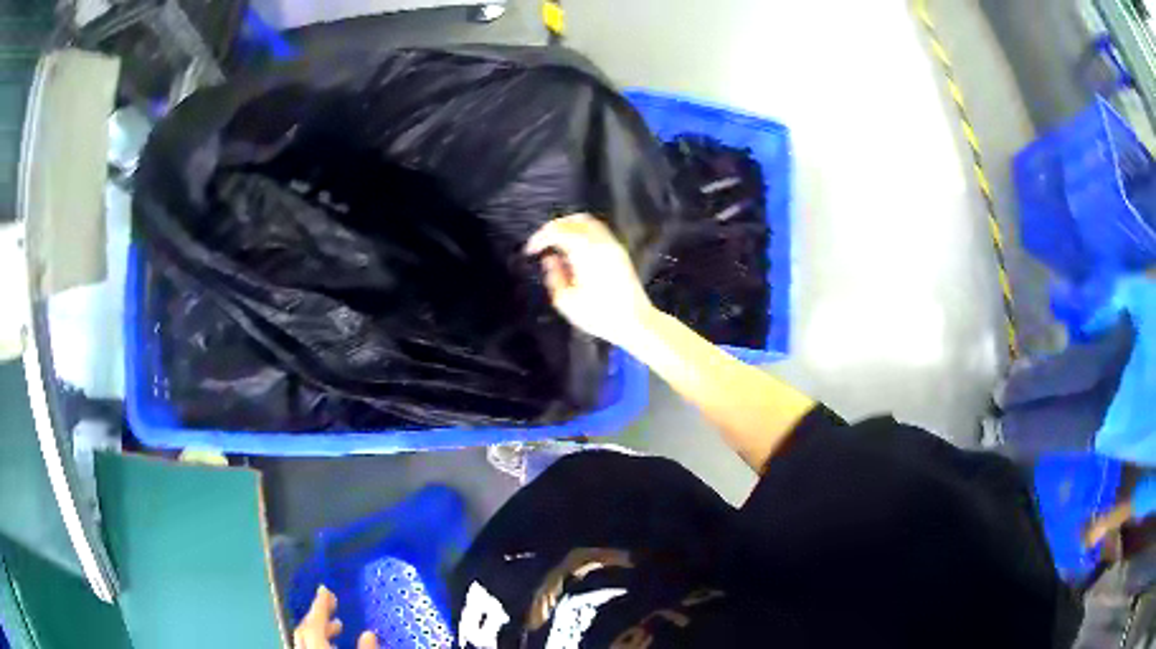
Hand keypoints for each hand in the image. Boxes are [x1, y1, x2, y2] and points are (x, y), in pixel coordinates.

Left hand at [293, 585, 378, 648]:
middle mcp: (304, 646)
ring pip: (304, 638)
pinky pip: (307, 646)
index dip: (320, 604)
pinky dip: (317, 640)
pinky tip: (332, 643)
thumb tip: (369, 633)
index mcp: (315, 644)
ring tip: (337, 625)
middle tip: (332, 604)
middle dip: (317, 614)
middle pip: (305, 628)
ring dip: (318, 628)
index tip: (325, 589)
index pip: (313, 621)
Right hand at [525, 213, 655, 348]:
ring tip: (556, 243)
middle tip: (541, 242)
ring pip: (588, 222)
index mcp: (586, 253)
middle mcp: (601, 243)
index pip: (558, 231)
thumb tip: (550, 259)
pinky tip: (574, 248)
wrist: (635, 322)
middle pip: (574, 220)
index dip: (540, 237)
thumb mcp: (567, 302)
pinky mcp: (620, 252)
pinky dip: (582, 232)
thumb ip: (554, 276)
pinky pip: (598, 230)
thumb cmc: (599, 316)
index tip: (530, 250)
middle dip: (554, 227)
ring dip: (569, 227)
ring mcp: (613, 245)